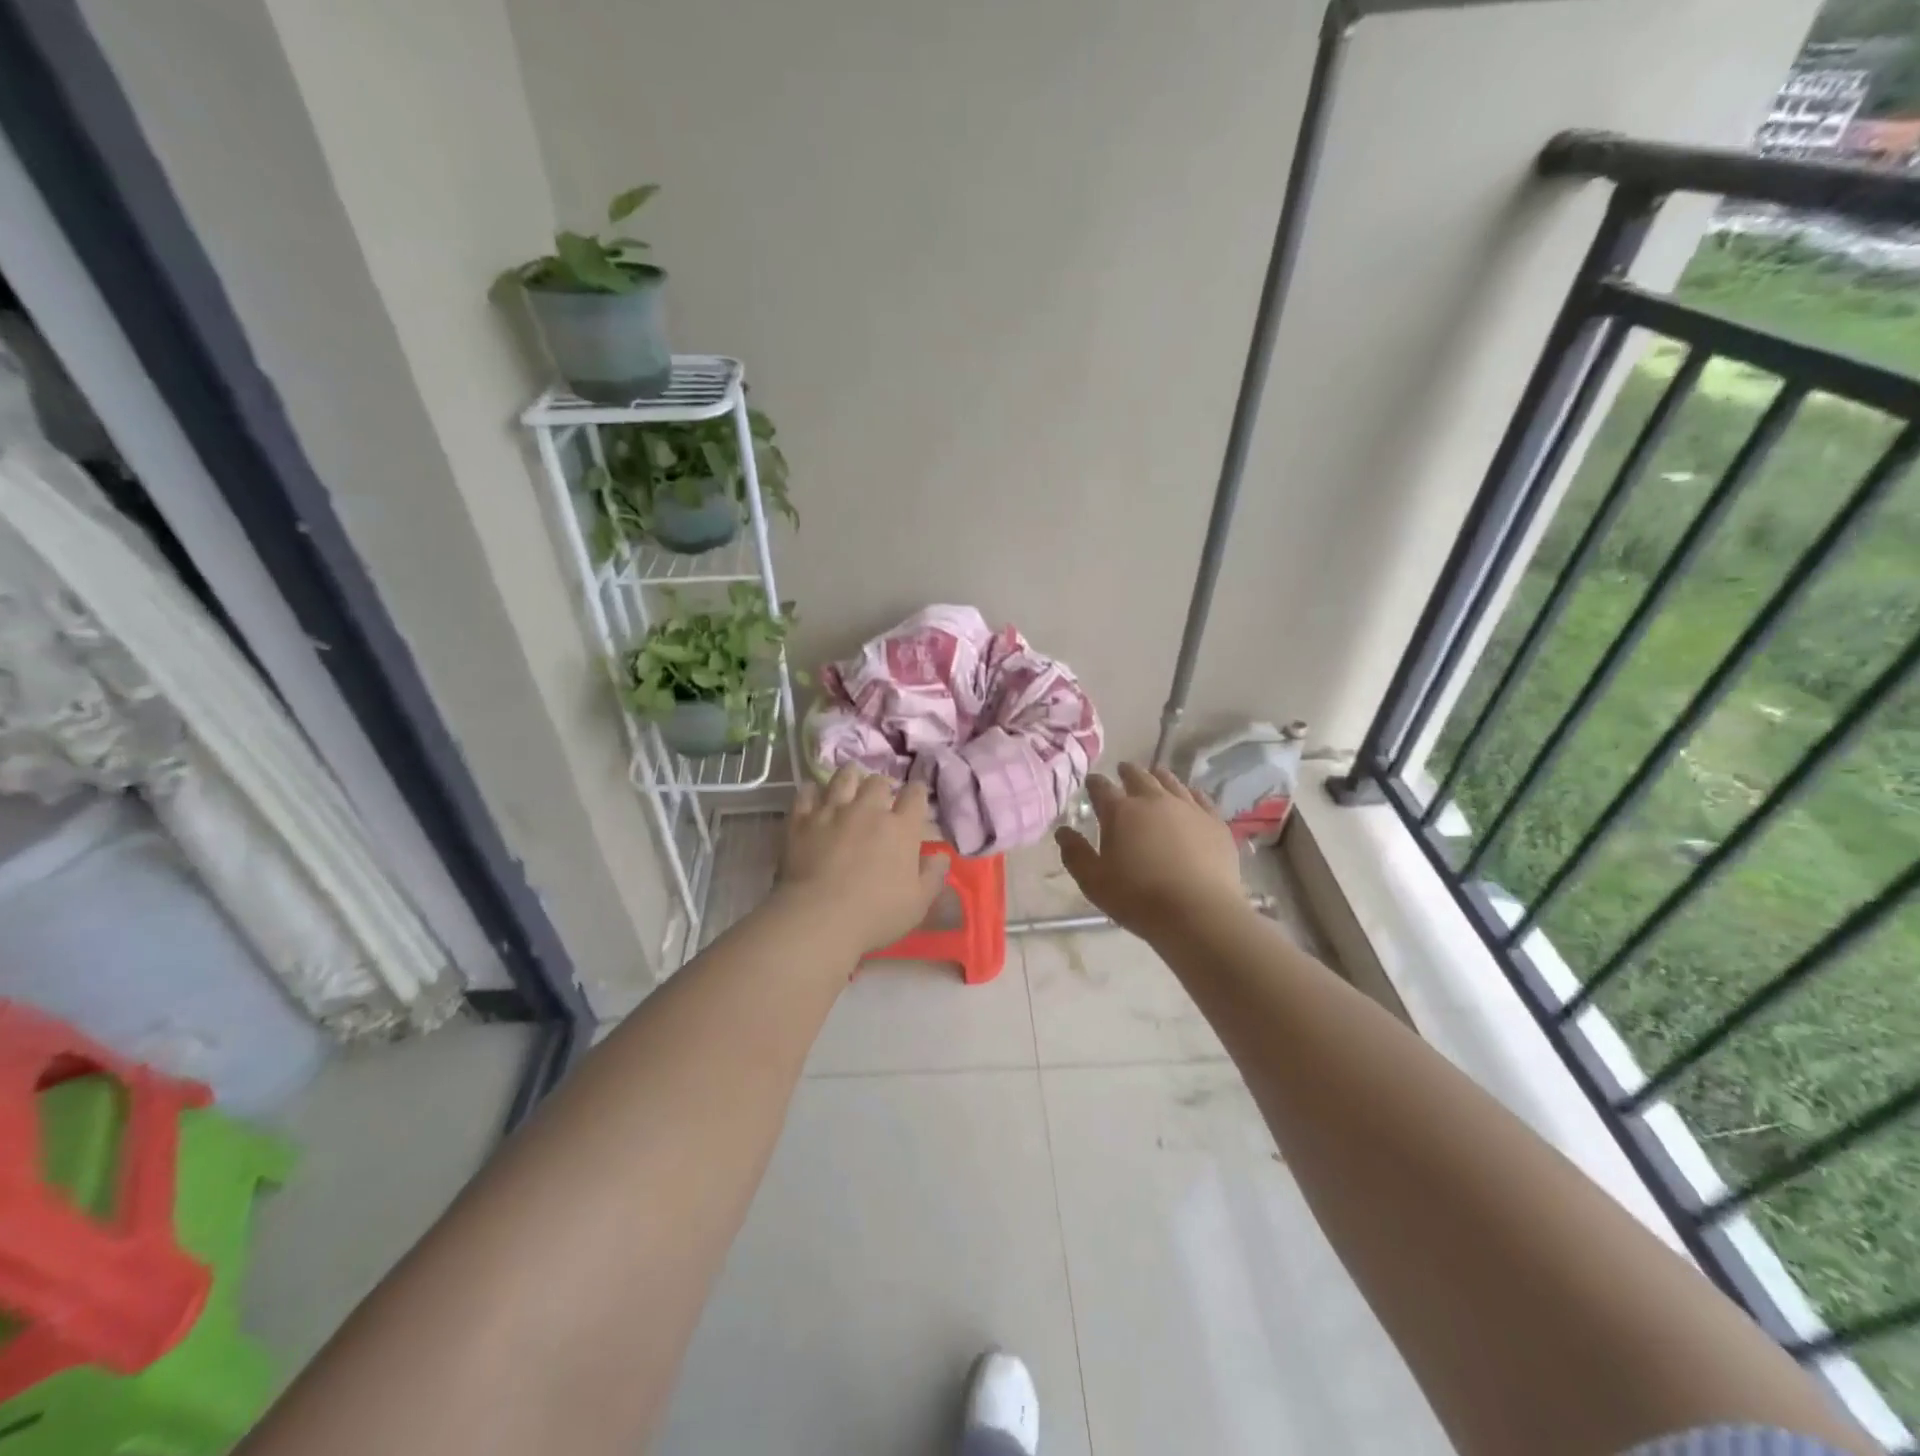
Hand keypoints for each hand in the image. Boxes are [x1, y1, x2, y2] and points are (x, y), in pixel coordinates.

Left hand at [773, 767, 947, 955]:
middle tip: (879, 797)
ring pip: (843, 777)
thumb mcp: (918, 904)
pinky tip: (815, 796)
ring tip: (849, 783)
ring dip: (850, 777)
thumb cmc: (875, 915)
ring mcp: (832, 811)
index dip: (917, 792)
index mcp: (901, 828)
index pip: (915, 795)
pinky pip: (807, 792)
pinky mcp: (802, 819)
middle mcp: (868, 810)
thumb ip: (933, 876)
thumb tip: (942, 856)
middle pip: (878, 781)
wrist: (819, 918)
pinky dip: (813, 791)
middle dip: (881, 786)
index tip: (915, 796)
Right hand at [1056, 763, 1245, 937]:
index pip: (1101, 788)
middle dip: (1127, 772)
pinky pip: (1201, 798)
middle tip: (1123, 771)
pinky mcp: (1214, 821)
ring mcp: (1187, 808)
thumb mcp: (1093, 882)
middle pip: (1138, 776)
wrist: (1198, 912)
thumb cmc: (1138, 898)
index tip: (1091, 782)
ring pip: (1170, 781)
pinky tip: (1190, 797)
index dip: (1094, 783)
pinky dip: (1191, 793)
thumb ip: (1075, 854)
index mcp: (1120, 811)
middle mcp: (1153, 800)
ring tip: (1155, 777)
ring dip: (1158, 777)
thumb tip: (1062, 831)